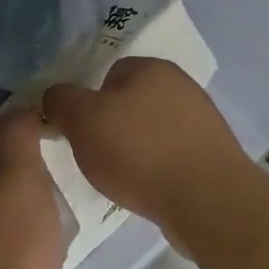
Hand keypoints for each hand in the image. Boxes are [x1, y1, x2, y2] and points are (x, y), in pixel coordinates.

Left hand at [0, 111, 66, 268]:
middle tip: (42, 165)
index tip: (26, 129)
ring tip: (48, 202)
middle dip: (4, 163)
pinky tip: (42, 244)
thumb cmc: (6, 241)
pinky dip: (14, 235)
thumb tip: (18, 114)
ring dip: (12, 200)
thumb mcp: (18, 170)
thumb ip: (17, 133)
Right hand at [42, 58, 251, 237]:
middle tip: (97, 156)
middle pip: (132, 103)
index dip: (90, 101)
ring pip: (152, 131)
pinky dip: (158, 170)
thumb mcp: (82, 120)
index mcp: (152, 68)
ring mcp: (202, 121)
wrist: (206, 200)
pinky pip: (172, 156)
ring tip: (124, 179)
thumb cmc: (139, 151)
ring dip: (136, 151)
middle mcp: (182, 86)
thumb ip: (62, 100)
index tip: (81, 131)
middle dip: (112, 127)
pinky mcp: (213, 155)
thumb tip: (55, 96)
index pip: (110, 73)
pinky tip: (150, 190)